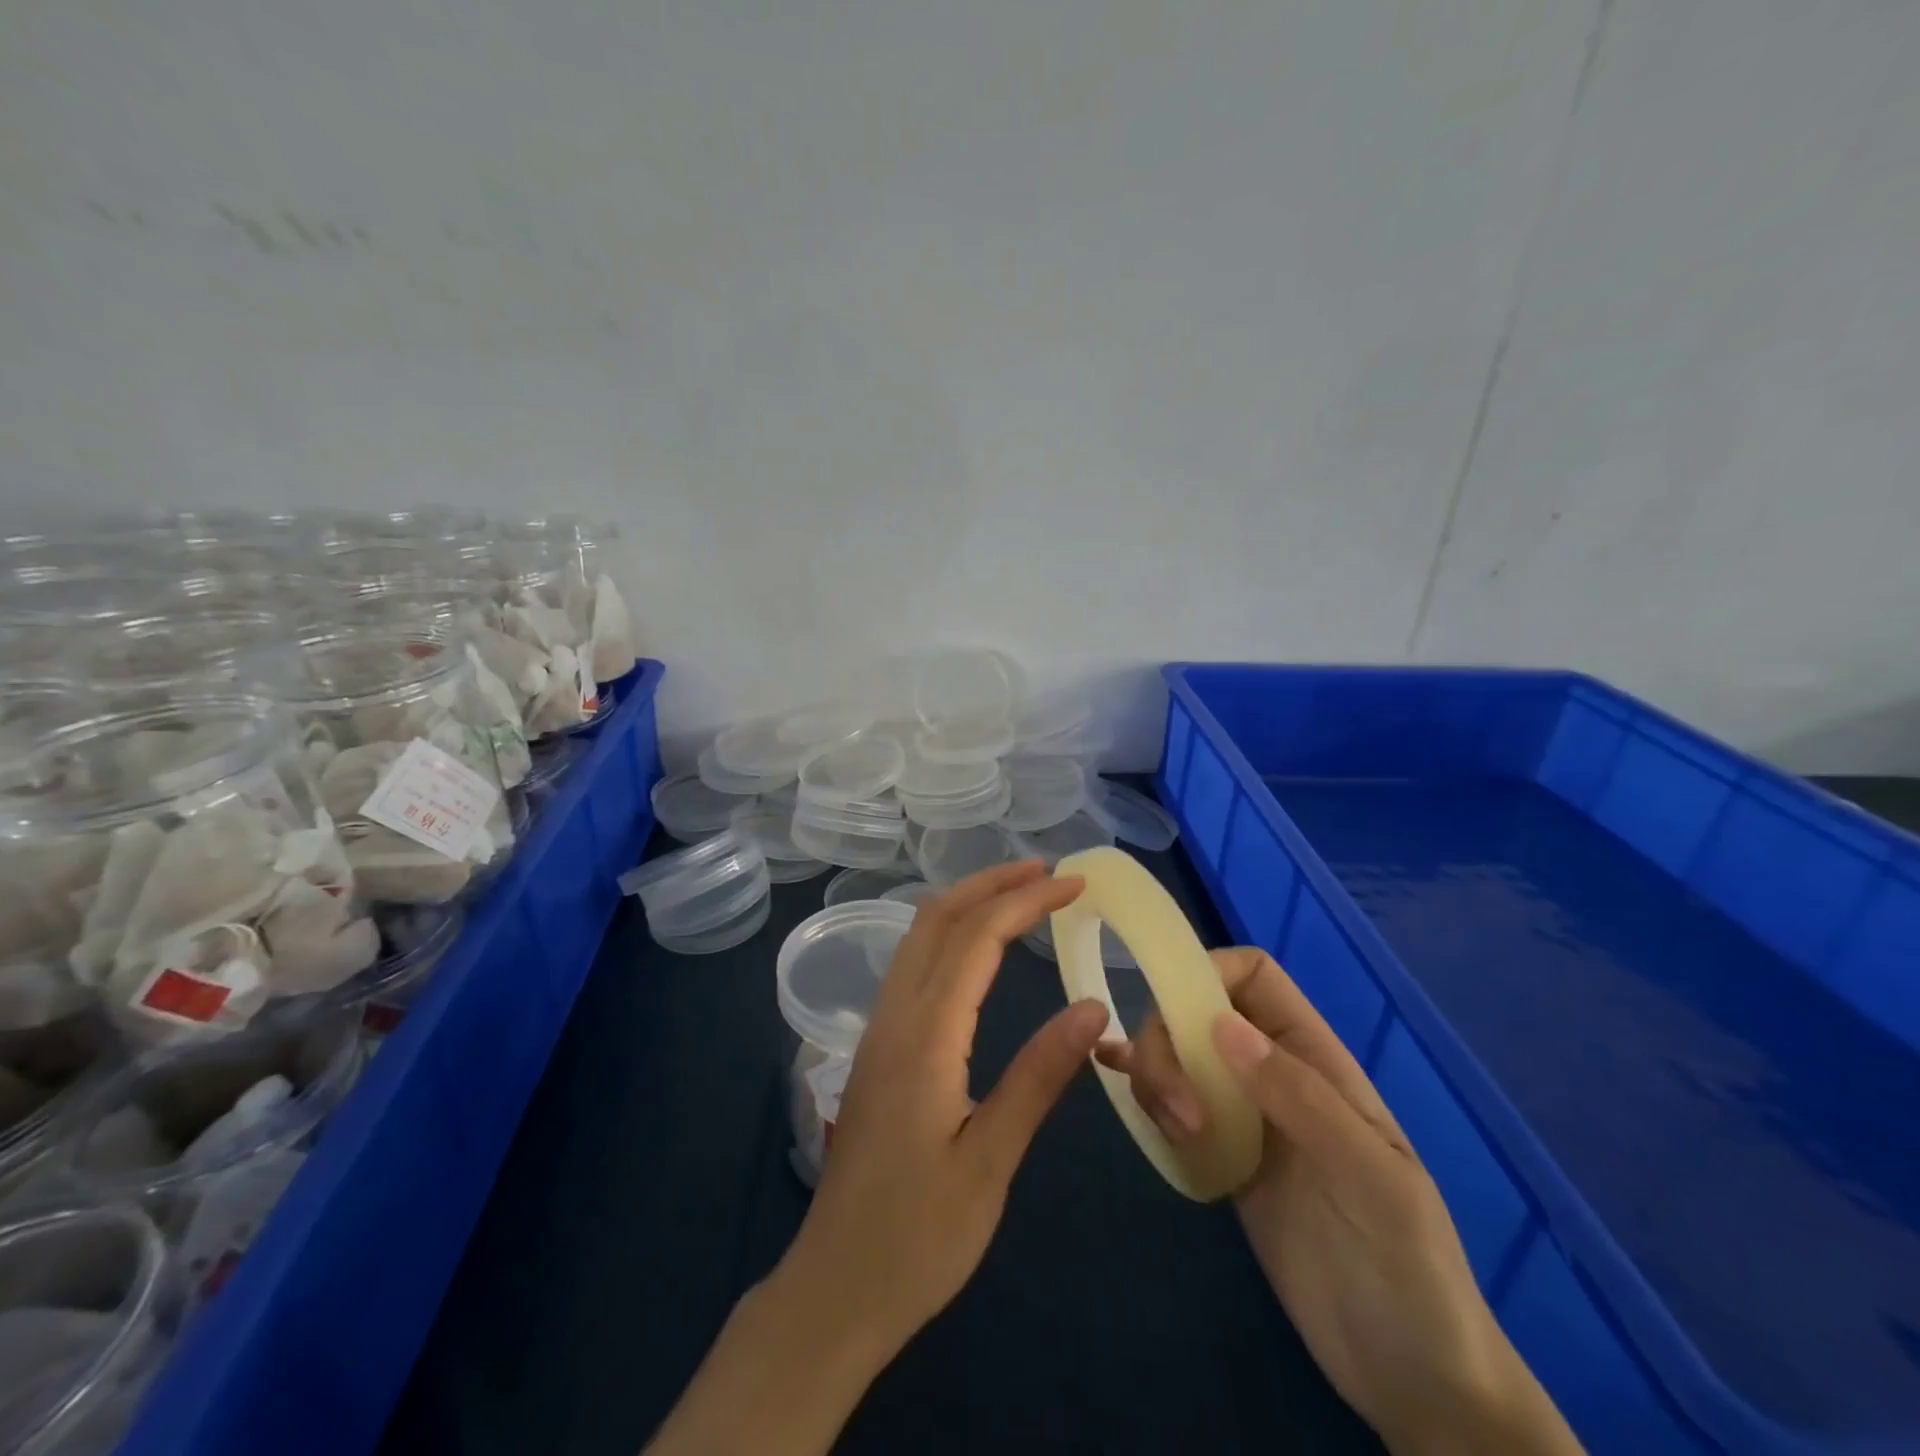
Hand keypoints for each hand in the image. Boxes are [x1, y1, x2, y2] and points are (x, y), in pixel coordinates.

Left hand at [646, 860, 1108, 1455]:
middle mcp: (894, 1016)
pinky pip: (911, 964)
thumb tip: (1092, 1008)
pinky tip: (974, 948)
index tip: (1075, 884)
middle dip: (991, 883)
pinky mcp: (877, 1048)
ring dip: (966, 902)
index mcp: (925, 1036)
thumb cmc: (918, 1236)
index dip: (1026, 902)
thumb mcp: (990, 1160)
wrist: (835, 1288)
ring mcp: (879, 1029)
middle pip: (937, 919)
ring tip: (1017, 893)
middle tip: (1047, 871)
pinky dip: (948, 932)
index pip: (977, 939)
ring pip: (918, 937)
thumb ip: (1039, 1077)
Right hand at [1096, 948, 1581, 1455]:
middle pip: (1197, 1011)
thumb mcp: (1371, 1179)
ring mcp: (1244, 1116)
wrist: (1413, 1378)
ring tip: (1174, 1133)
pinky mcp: (1221, 1156)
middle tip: (1180, 1113)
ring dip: (1155, 1074)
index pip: (1252, 975)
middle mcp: (1273, 1073)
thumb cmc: (1409, 1268)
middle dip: (1170, 1042)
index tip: (1176, 1015)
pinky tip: (1110, 1079)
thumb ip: (1301, 1097)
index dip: (1207, 972)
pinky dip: (1138, 1085)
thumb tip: (1221, 1026)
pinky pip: (1171, 1102)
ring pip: (1177, 1054)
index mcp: (1314, 1058)